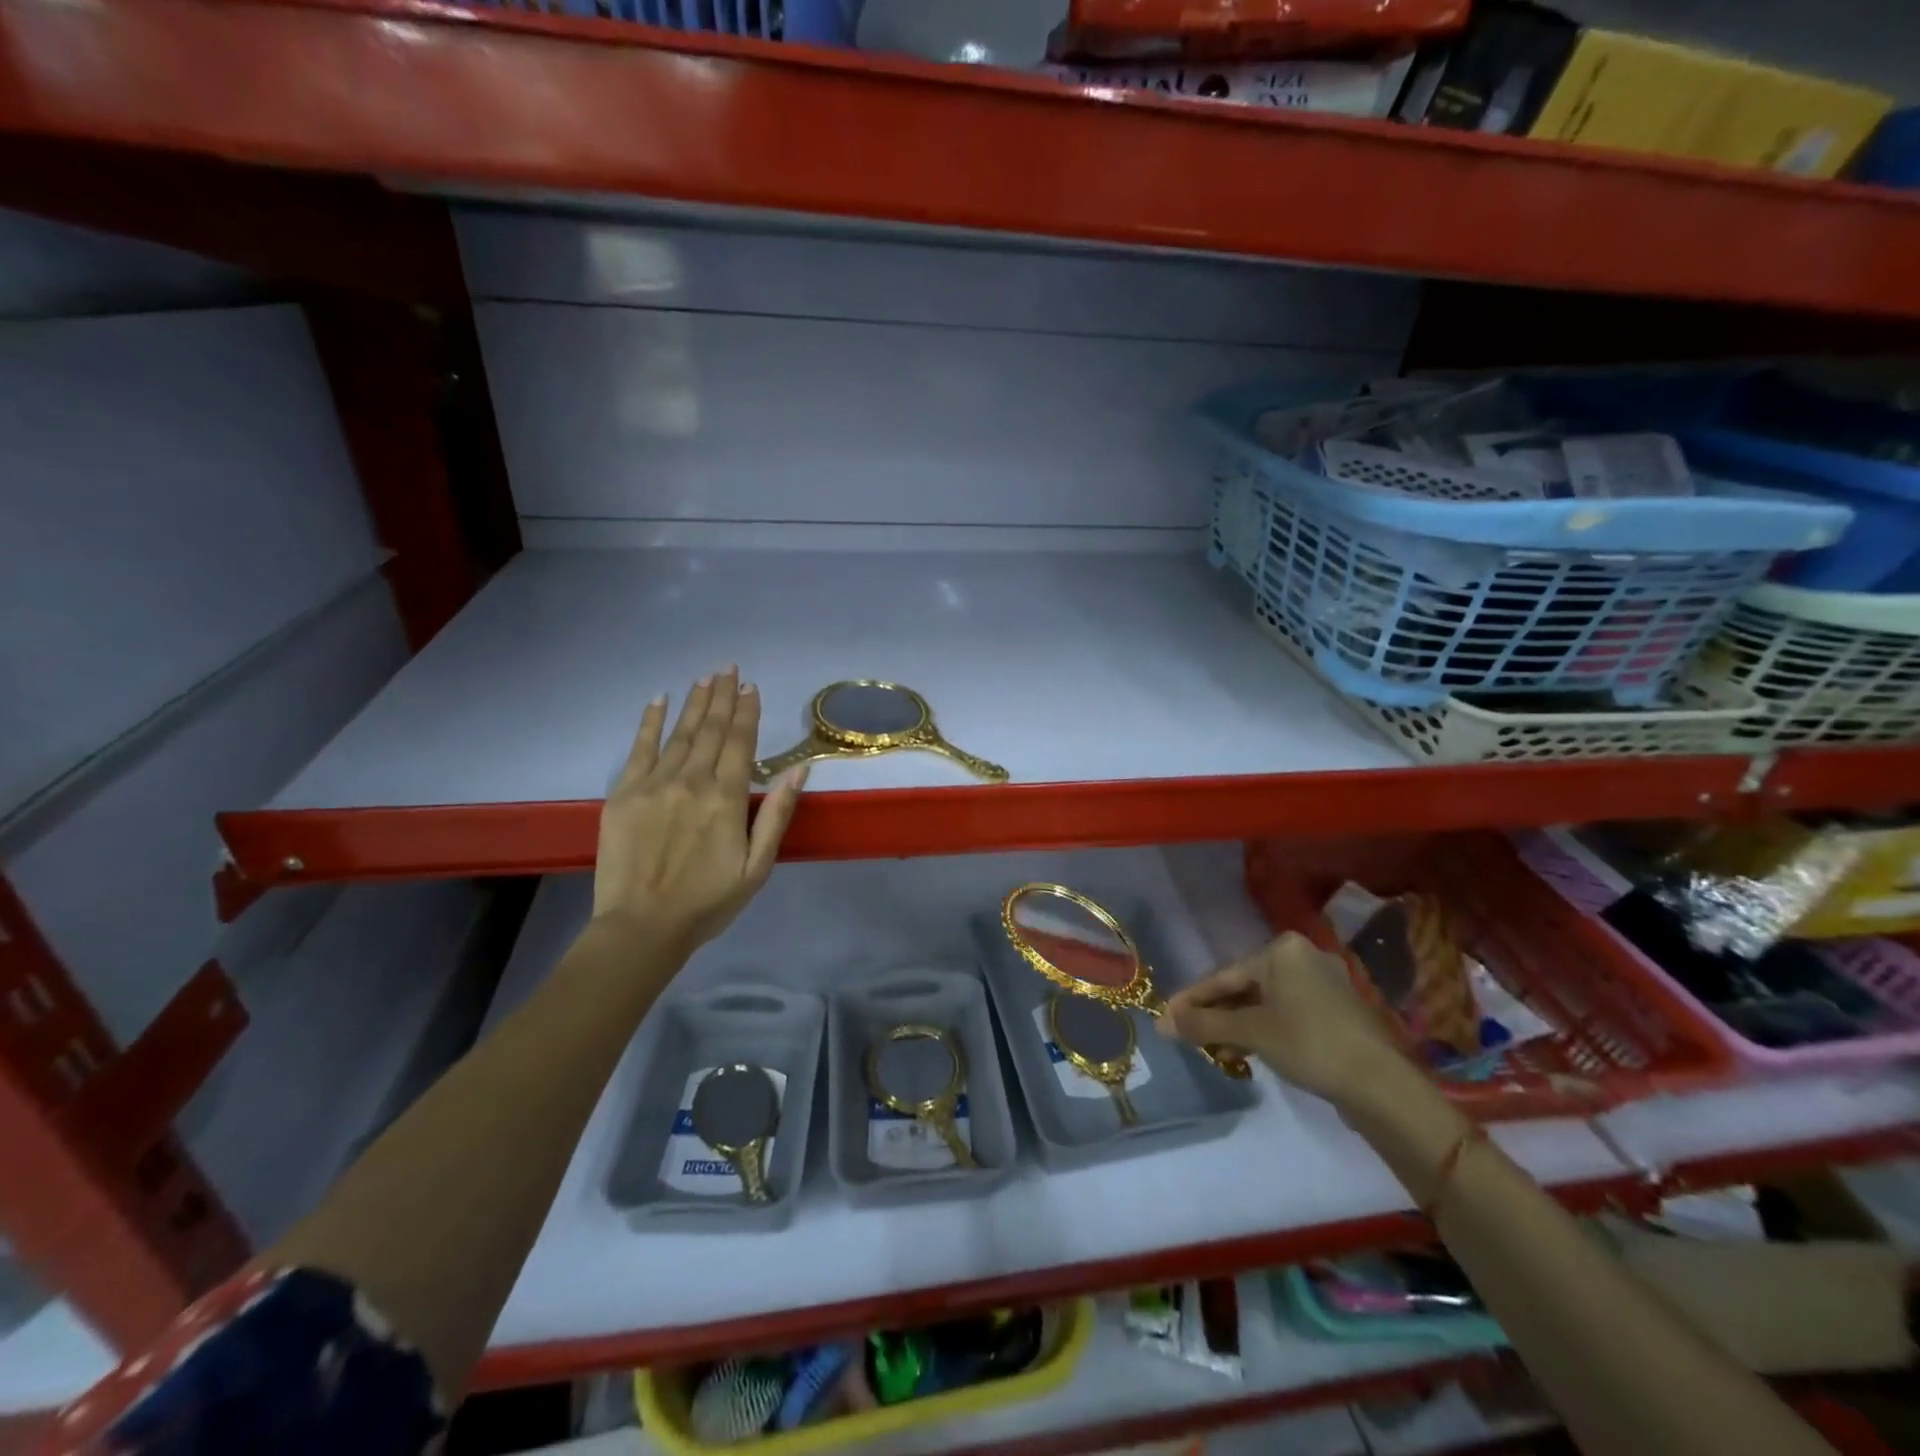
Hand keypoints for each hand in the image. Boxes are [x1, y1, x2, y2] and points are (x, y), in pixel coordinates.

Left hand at [594, 667, 806, 952]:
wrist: (642, 927)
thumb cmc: (709, 901)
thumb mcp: (757, 865)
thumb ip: (776, 814)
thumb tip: (798, 770)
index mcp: (726, 798)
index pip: (739, 742)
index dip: (746, 712)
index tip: (750, 687)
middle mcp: (691, 781)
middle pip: (709, 730)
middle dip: (721, 697)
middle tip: (728, 669)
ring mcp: (654, 784)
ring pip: (678, 733)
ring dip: (694, 703)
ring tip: (704, 679)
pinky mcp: (624, 794)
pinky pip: (639, 748)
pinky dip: (649, 722)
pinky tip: (658, 700)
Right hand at [1159, 932, 1405, 1105]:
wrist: (1381, 1084)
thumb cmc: (1308, 1043)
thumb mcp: (1250, 1033)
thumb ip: (1203, 1025)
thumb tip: (1160, 1023)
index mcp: (1282, 949)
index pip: (1224, 975)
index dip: (1192, 1000)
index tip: (1166, 1017)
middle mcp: (1303, 956)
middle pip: (1245, 986)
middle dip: (1217, 1015)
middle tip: (1190, 1038)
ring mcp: (1325, 982)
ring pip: (1266, 1002)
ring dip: (1239, 1025)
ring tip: (1218, 1051)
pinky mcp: (1338, 1010)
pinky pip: (1287, 1013)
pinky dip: (1265, 1029)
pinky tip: (1251, 1051)